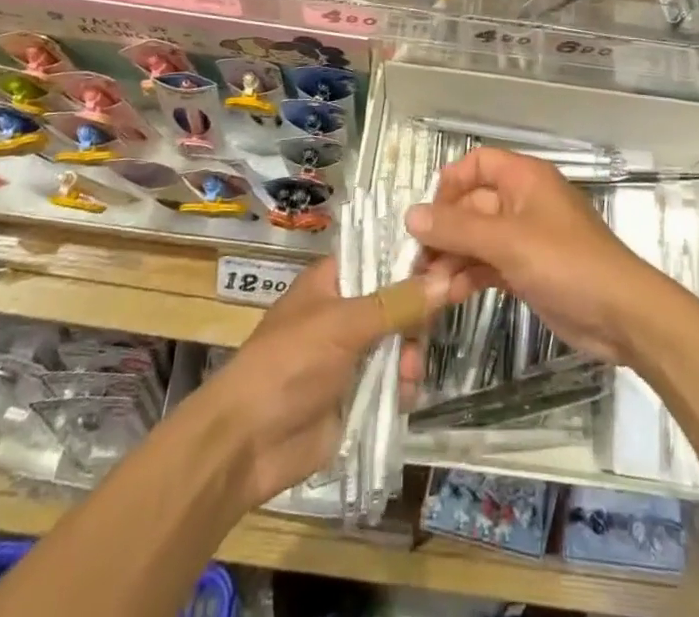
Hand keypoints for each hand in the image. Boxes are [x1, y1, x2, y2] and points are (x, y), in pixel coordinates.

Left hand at [187, 259, 455, 506]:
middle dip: (417, 314)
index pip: (382, 254)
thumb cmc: (288, 364)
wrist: (247, 444)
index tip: (451, 260)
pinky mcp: (358, 393)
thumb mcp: (343, 325)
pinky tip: (405, 394)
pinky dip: (404, 384)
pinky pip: (395, 379)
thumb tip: (449, 277)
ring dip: (411, 353)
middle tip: (430, 326)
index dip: (415, 257)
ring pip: (401, 340)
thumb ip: (397, 303)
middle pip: (398, 298)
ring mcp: (352, 353)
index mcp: (333, 280)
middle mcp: (346, 310)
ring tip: (409, 371)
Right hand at [405, 148, 663, 365]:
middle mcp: (523, 202)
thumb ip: (457, 228)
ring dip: (453, 259)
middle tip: (418, 266)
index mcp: (524, 179)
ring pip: (477, 239)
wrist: (622, 315)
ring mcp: (526, 238)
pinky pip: (489, 264)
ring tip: (430, 289)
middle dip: (445, 232)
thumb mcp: (508, 242)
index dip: (449, 185)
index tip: (427, 217)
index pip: (477, 164)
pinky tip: (449, 297)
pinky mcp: (528, 270)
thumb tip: (410, 214)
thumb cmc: (567, 263)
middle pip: (472, 205)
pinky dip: (469, 276)